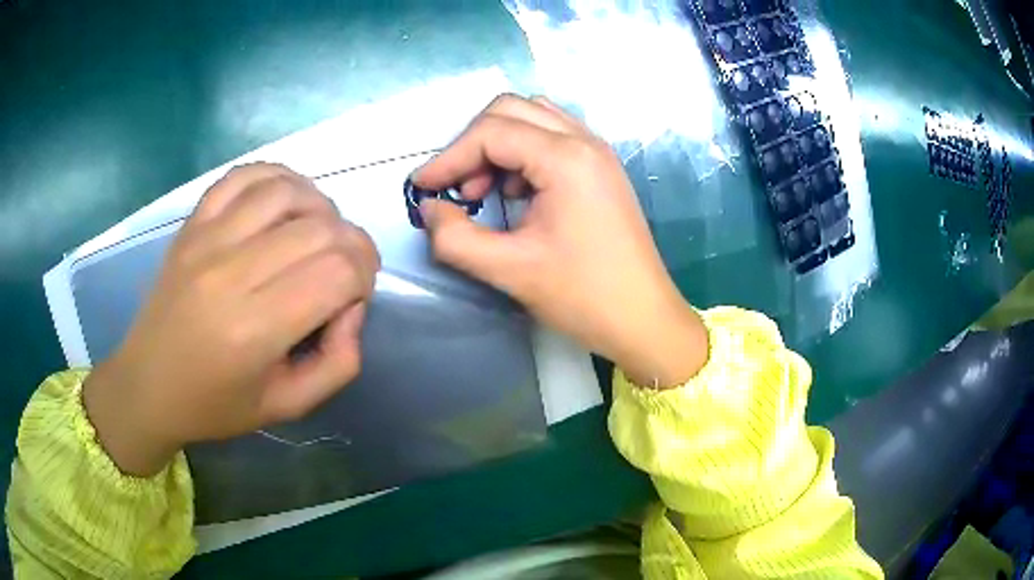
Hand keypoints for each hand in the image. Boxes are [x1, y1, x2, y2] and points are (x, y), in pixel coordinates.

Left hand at [84, 163, 379, 476]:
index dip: (364, 277)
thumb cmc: (215, 404)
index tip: (354, 298)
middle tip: (346, 271)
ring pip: (287, 191)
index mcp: (254, 330)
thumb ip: (338, 364)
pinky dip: (278, 178)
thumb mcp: (287, 406)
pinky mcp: (193, 223)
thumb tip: (351, 307)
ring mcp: (207, 239)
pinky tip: (286, 203)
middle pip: (320, 228)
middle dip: (353, 245)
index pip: (337, 272)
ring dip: (321, 208)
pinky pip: (244, 175)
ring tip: (319, 234)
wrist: (148, 384)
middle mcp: (231, 273)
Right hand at [414, 95, 707, 387]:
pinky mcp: (601, 168)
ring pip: (532, 118)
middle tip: (458, 188)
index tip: (422, 188)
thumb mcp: (509, 270)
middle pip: (511, 110)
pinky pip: (552, 138)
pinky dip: (522, 154)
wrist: (643, 319)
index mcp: (566, 158)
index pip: (491, 132)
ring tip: (485, 190)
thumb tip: (430, 209)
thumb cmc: (583, 296)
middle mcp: (585, 141)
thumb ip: (455, 238)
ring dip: (498, 144)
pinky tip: (517, 193)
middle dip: (473, 143)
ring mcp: (597, 152)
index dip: (449, 157)